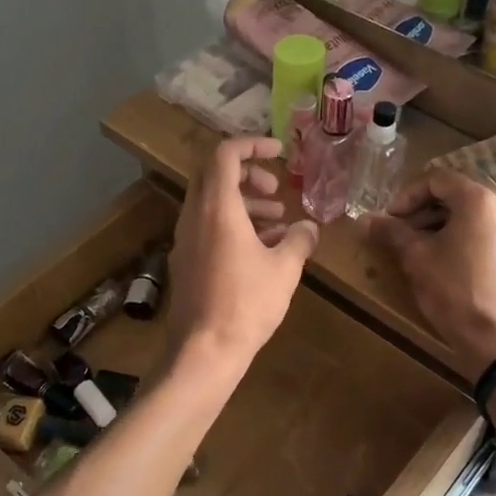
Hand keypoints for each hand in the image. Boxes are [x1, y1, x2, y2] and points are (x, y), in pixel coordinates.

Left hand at [165, 136, 318, 372]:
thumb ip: (300, 240)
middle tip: (275, 189)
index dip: (252, 144)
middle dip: (248, 175)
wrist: (204, 350)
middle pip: (215, 176)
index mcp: (217, 208)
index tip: (278, 150)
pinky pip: (208, 228)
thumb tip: (309, 227)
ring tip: (278, 222)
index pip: (225, 155)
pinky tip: (262, 249)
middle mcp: (195, 217)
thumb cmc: (247, 303)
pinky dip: (234, 226)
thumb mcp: (284, 269)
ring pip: (212, 204)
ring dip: (244, 203)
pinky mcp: (185, 261)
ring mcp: (186, 240)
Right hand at [368, 172, 495, 380]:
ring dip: (443, 224)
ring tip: (421, 249)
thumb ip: (392, 232)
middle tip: (401, 232)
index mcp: (480, 200)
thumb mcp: (417, 259)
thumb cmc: (455, 292)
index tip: (389, 218)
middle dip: (424, 210)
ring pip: (474, 215)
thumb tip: (366, 219)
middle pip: (458, 195)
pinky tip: (448, 264)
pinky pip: (489, 234)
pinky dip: (464, 238)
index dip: (407, 195)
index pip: (438, 179)